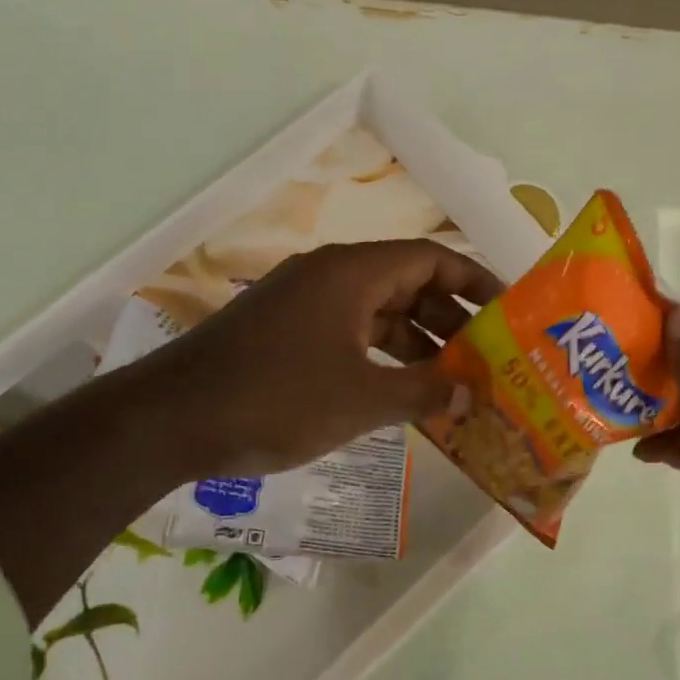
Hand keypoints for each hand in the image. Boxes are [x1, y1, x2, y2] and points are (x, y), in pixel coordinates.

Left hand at [131, 239, 502, 477]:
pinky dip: (381, 357)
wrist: (171, 420)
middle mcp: (330, 277)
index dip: (475, 281)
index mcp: (352, 273)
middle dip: (451, 319)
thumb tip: (472, 394)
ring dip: (417, 343)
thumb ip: (424, 392)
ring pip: (378, 312)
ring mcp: (304, 305)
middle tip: (488, 357)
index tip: (508, 312)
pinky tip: (400, 392)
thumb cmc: (276, 399)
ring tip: (454, 382)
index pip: (432, 259)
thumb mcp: (361, 399)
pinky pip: (350, 334)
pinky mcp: (285, 334)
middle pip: (407, 283)